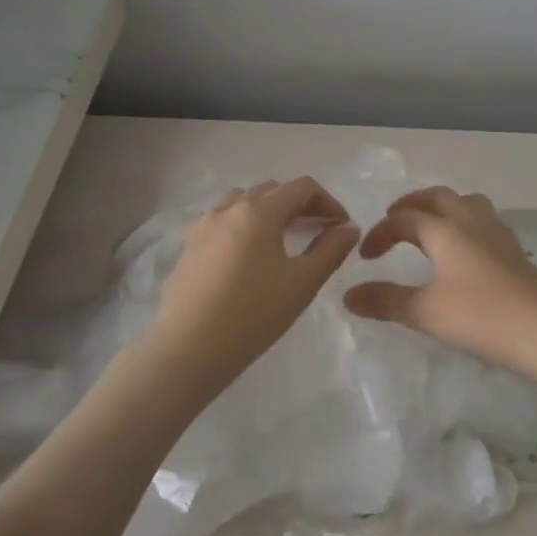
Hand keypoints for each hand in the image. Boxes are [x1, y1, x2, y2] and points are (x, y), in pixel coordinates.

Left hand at [149, 177, 360, 386]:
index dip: (329, 202)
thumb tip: (348, 228)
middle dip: (300, 205)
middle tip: (318, 233)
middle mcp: (229, 208)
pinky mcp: (189, 246)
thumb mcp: (302, 283)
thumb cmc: (253, 314)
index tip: (342, 228)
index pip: (302, 188)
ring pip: (244, 202)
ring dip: (269, 212)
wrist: (189, 347)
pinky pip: (223, 221)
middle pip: (272, 191)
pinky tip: (249, 257)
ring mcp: (204, 226)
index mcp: (259, 211)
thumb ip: (331, 250)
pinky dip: (244, 226)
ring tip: (283, 241)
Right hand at [343, 187, 536, 385]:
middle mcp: (471, 221)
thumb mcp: (424, 312)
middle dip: (411, 205)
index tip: (365, 257)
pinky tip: (463, 251)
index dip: (380, 233)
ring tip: (428, 228)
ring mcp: (497, 234)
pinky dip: (463, 223)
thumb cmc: (481, 317)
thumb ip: (384, 300)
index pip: (404, 218)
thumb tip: (348, 295)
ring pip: (466, 203)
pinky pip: (482, 221)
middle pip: (437, 197)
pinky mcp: (514, 251)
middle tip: (393, 221)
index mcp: (445, 229)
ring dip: (441, 208)